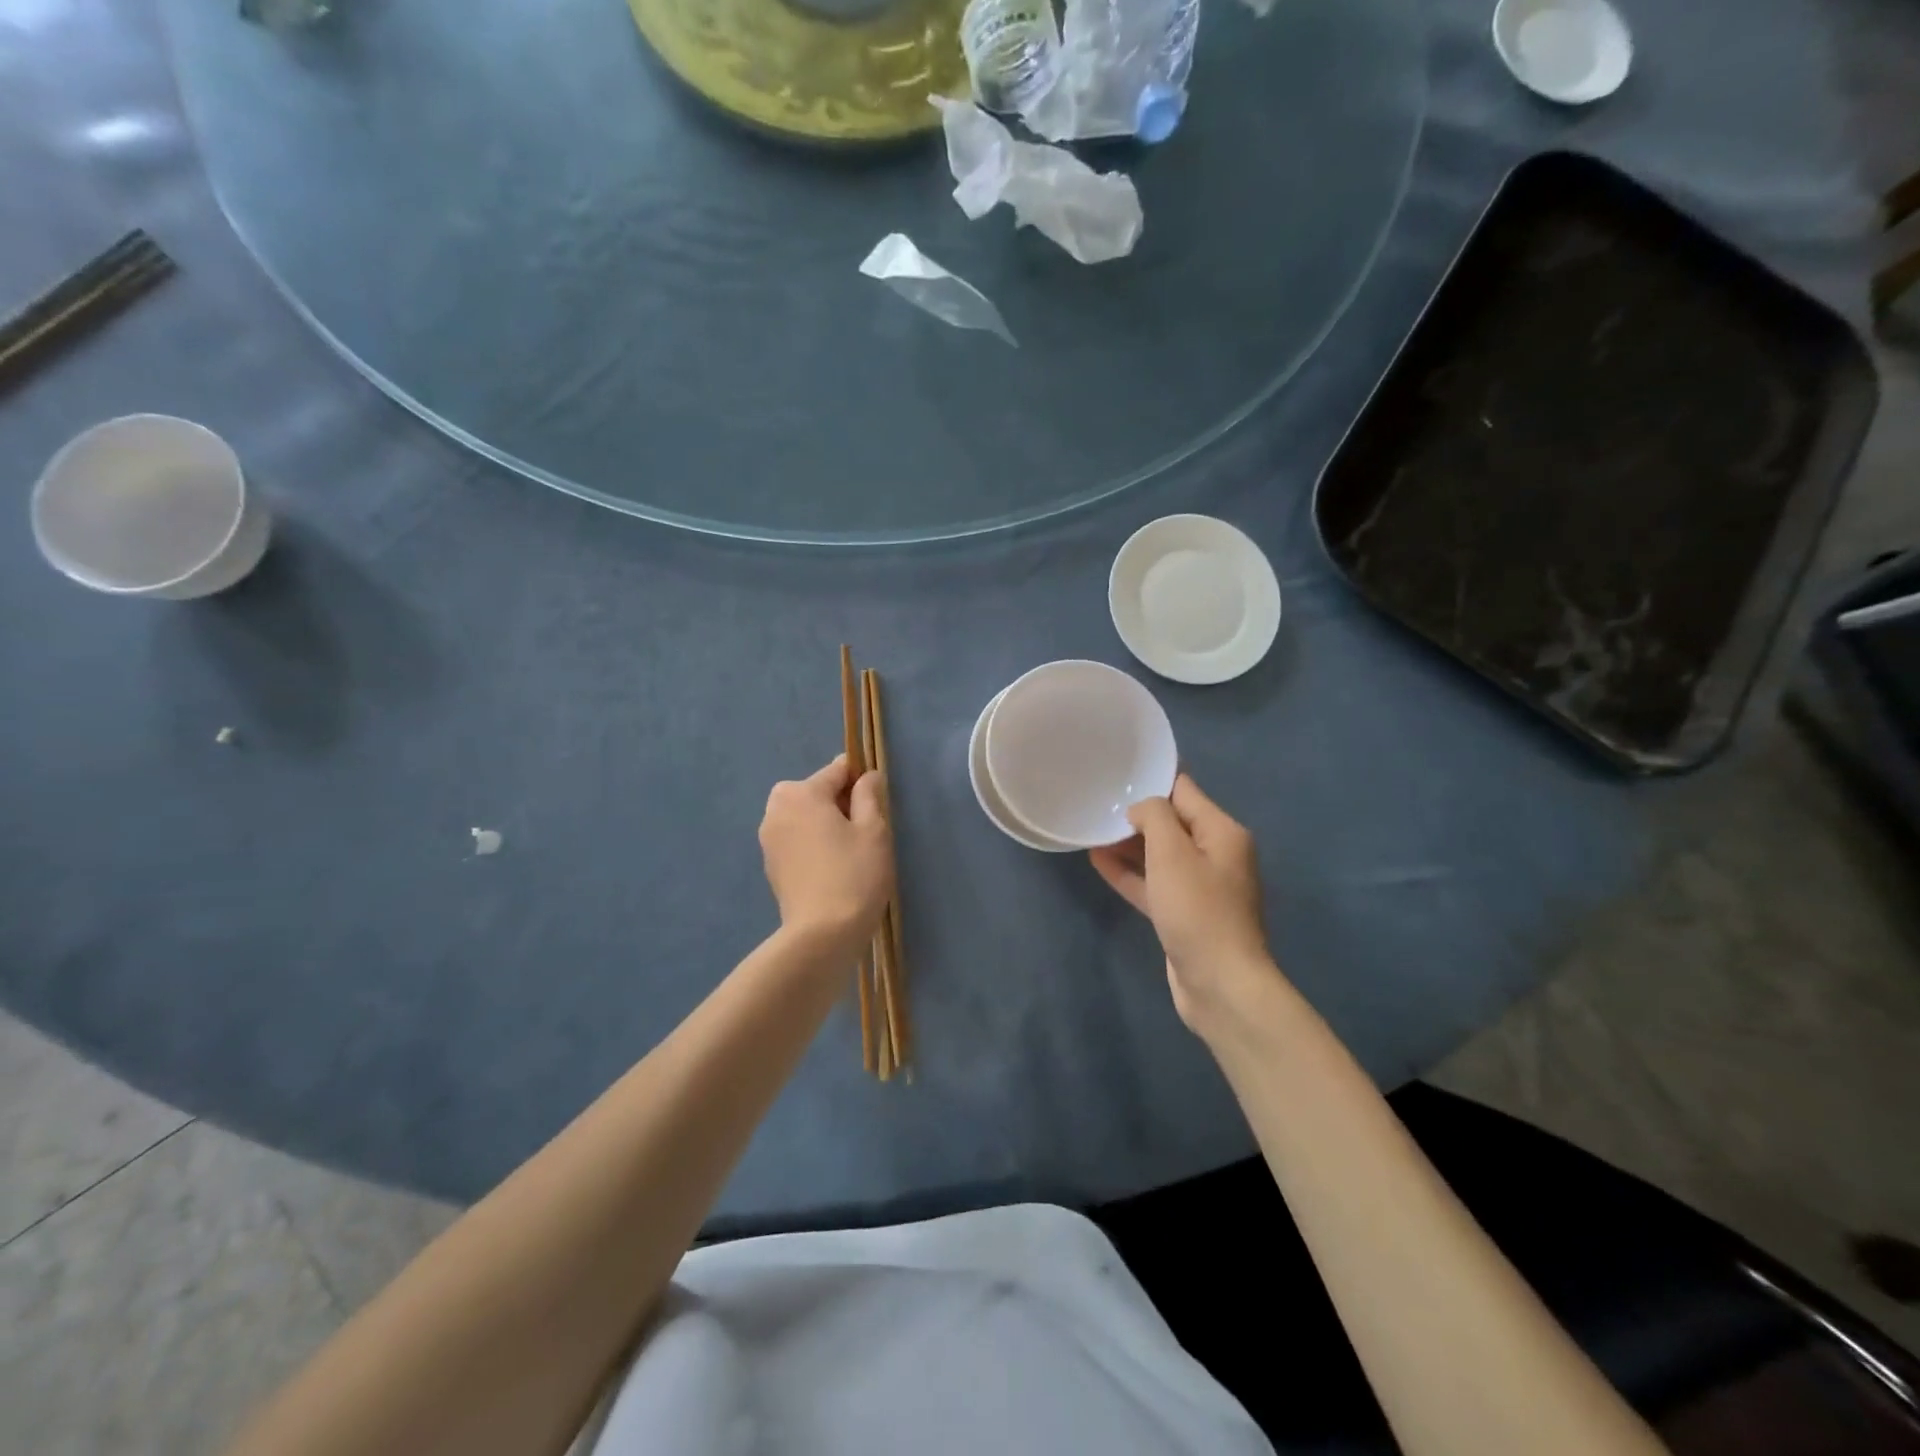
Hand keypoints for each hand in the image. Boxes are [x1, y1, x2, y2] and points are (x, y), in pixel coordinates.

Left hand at [760, 755, 892, 953]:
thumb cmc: (854, 875)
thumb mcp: (874, 830)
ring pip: (804, 817)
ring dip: (825, 824)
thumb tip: (868, 776)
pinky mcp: (771, 865)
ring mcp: (769, 839)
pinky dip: (812, 845)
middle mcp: (777, 809)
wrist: (822, 935)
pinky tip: (832, 869)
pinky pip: (796, 840)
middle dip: (839, 803)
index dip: (861, 781)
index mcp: (801, 793)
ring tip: (850, 853)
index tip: (878, 803)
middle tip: (865, 832)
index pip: (837, 770)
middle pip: (815, 792)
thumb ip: (869, 795)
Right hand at [1090, 774, 1275, 1035]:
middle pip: (1171, 823)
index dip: (1152, 781)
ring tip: (1092, 830)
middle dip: (1136, 814)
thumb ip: (1154, 817)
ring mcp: (1200, 887)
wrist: (1220, 983)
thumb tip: (1140, 809)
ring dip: (1128, 844)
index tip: (1117, 773)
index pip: (1184, 791)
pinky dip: (1130, 872)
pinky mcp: (1184, 914)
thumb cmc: (1197, 909)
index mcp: (1222, 832)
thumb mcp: (1172, 852)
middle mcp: (1215, 854)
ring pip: (1159, 855)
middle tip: (1097, 803)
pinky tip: (1098, 861)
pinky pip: (1154, 883)